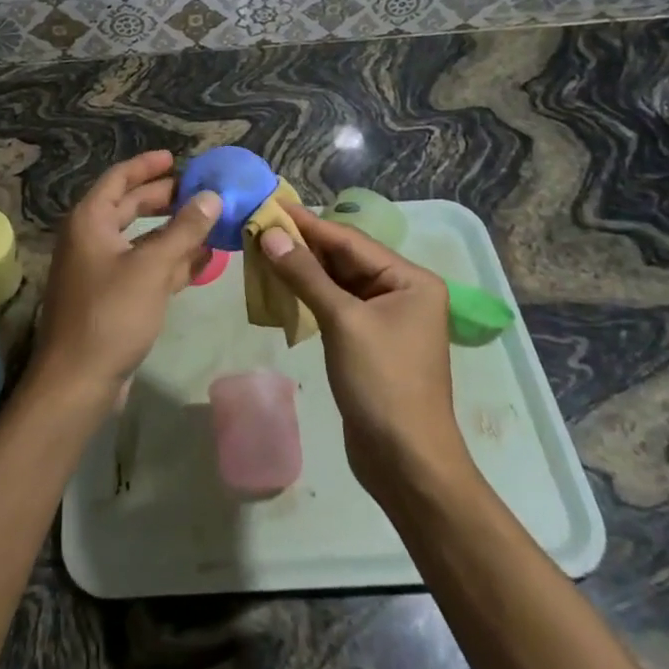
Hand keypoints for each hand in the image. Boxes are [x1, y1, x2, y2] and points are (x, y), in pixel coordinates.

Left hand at [29, 150, 221, 417]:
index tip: (176, 158)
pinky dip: (170, 262)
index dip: (147, 165)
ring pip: (141, 240)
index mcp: (90, 220)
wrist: (78, 381)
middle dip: (165, 198)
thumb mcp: (151, 267)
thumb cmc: (110, 314)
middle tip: (200, 191)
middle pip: (130, 206)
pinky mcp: (112, 298)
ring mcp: (100, 270)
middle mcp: (91, 238)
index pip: (119, 178)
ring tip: (210, 223)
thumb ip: (183, 230)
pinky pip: (144, 269)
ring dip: (174, 232)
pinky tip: (203, 261)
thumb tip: (211, 197)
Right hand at [259, 203, 473, 499]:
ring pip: (337, 282)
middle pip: (344, 258)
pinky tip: (280, 286)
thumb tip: (270, 234)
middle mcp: (402, 291)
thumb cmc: (382, 384)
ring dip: (302, 270)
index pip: (350, 240)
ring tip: (262, 250)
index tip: (271, 205)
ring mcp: (386, 318)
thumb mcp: (342, 322)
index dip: (308, 223)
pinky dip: (309, 295)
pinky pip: (335, 305)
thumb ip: (305, 274)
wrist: (406, 463)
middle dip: (302, 246)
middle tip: (259, 227)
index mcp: (410, 280)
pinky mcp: (369, 341)